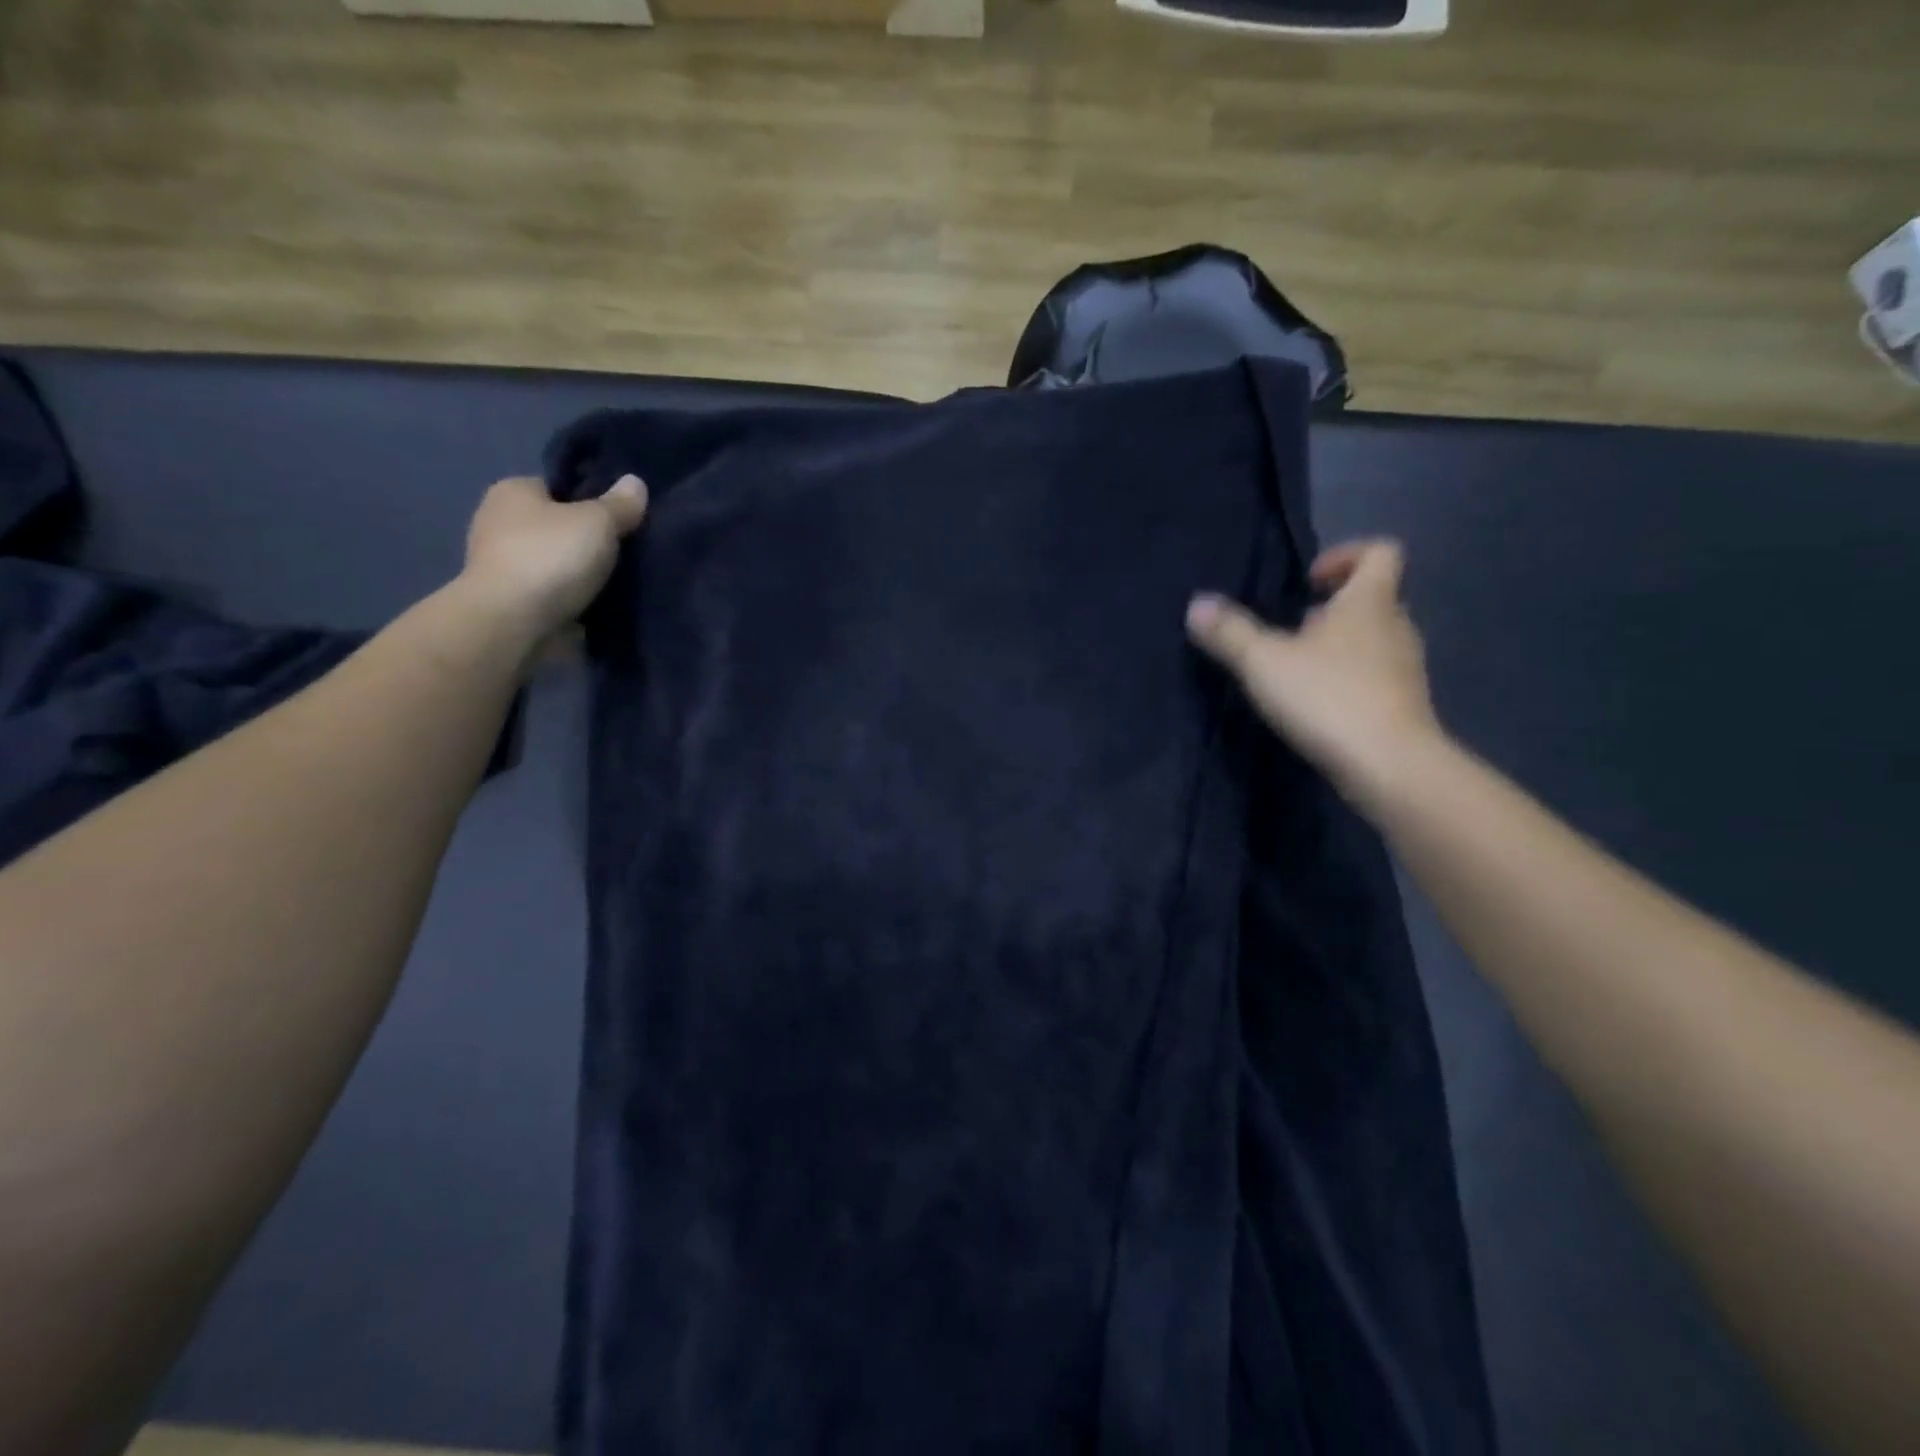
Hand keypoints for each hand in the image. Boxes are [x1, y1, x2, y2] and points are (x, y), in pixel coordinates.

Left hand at [460, 474, 647, 643]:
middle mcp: (500, 523)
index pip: (559, 486)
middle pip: (560, 526)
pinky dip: (576, 600)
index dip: (592, 499)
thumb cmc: (550, 558)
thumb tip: (635, 483)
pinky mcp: (513, 603)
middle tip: (630, 551)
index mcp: (512, 491)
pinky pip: (556, 594)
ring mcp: (504, 566)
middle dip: (590, 540)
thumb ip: (620, 504)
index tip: (622, 517)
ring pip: (559, 563)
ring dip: (584, 574)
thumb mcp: (598, 521)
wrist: (513, 624)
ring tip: (624, 582)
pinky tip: (604, 606)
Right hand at [1186, 540, 1441, 797]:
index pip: (1379, 552)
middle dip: (1333, 607)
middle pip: (1374, 598)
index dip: (1345, 556)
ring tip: (1297, 670)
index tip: (1308, 582)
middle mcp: (1396, 626)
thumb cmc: (1328, 698)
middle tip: (1293, 628)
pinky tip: (1316, 705)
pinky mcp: (1403, 705)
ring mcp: (1405, 669)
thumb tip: (1197, 604)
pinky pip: (1375, 677)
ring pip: (1374, 640)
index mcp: (1370, 602)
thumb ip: (1229, 632)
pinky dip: (1347, 681)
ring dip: (1338, 646)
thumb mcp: (1263, 662)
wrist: (1388, 766)